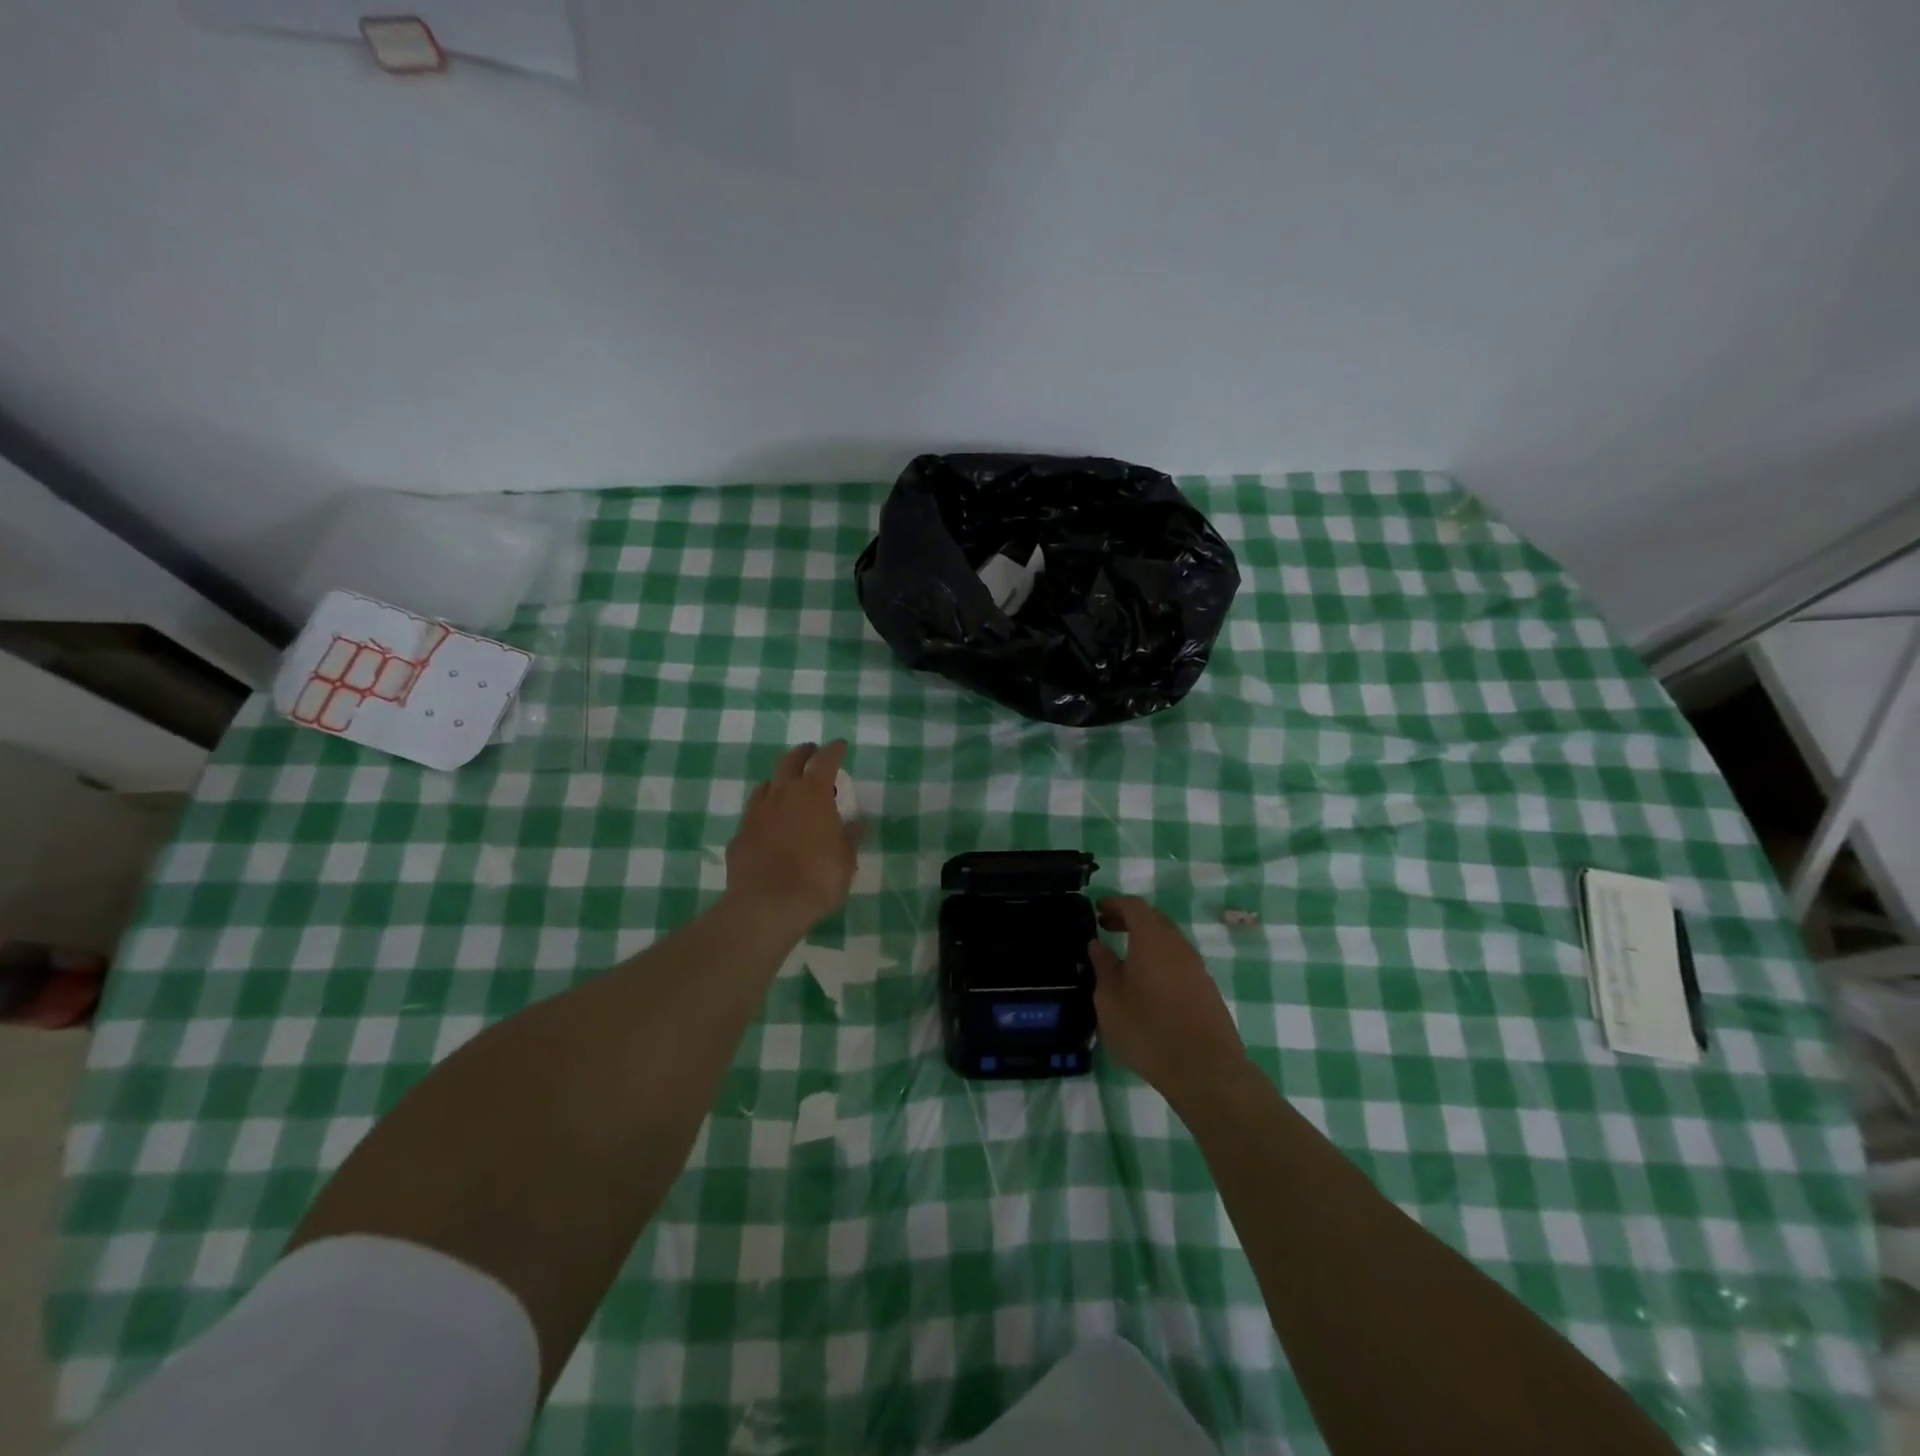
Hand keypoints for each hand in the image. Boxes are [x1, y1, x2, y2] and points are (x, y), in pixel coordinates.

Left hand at [725, 741, 862, 934]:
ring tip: (788, 786)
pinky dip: (766, 811)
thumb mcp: (845, 861)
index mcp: (812, 794)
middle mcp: (782, 794)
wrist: (765, 906)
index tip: (839, 745)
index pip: (825, 760)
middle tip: (811, 752)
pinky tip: (769, 823)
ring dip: (780, 779)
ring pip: (767, 784)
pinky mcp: (739, 834)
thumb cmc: (816, 880)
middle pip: (790, 761)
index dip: (834, 751)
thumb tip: (856, 825)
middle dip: (803, 753)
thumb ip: (849, 839)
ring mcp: (756, 813)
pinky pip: (754, 812)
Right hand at [1089, 897, 1247, 1108]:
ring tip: (1125, 958)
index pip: (1134, 906)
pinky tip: (1148, 983)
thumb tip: (1098, 945)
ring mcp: (1196, 967)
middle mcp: (1178, 945)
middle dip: (1130, 919)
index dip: (1114, 903)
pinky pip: (1179, 961)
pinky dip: (1160, 959)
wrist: (1204, 1069)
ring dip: (1146, 940)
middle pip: (1154, 919)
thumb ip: (1103, 967)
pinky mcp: (1206, 988)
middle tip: (1107, 928)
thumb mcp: (1110, 1000)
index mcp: (1152, 939)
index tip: (1097, 910)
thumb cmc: (1147, 1030)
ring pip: (1168, 941)